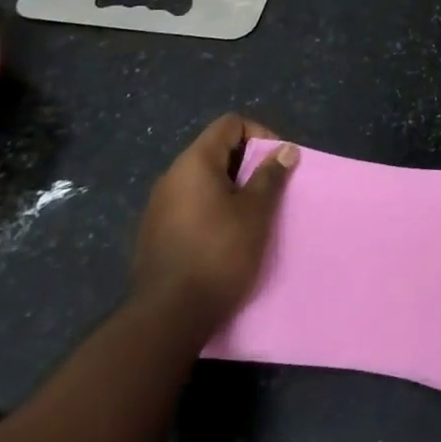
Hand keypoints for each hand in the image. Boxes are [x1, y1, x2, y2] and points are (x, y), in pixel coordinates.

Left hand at [131, 113, 298, 338]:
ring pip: (203, 180)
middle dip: (247, 164)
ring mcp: (159, 206)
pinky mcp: (154, 234)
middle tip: (269, 190)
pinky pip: (190, 205)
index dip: (259, 134)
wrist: (168, 317)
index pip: (230, 124)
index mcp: (194, 162)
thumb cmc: (219, 253)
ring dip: (231, 188)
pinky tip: (225, 237)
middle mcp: (171, 177)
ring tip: (252, 215)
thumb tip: (285, 149)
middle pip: (216, 151)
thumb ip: (270, 175)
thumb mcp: (255, 212)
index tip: (276, 162)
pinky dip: (212, 209)